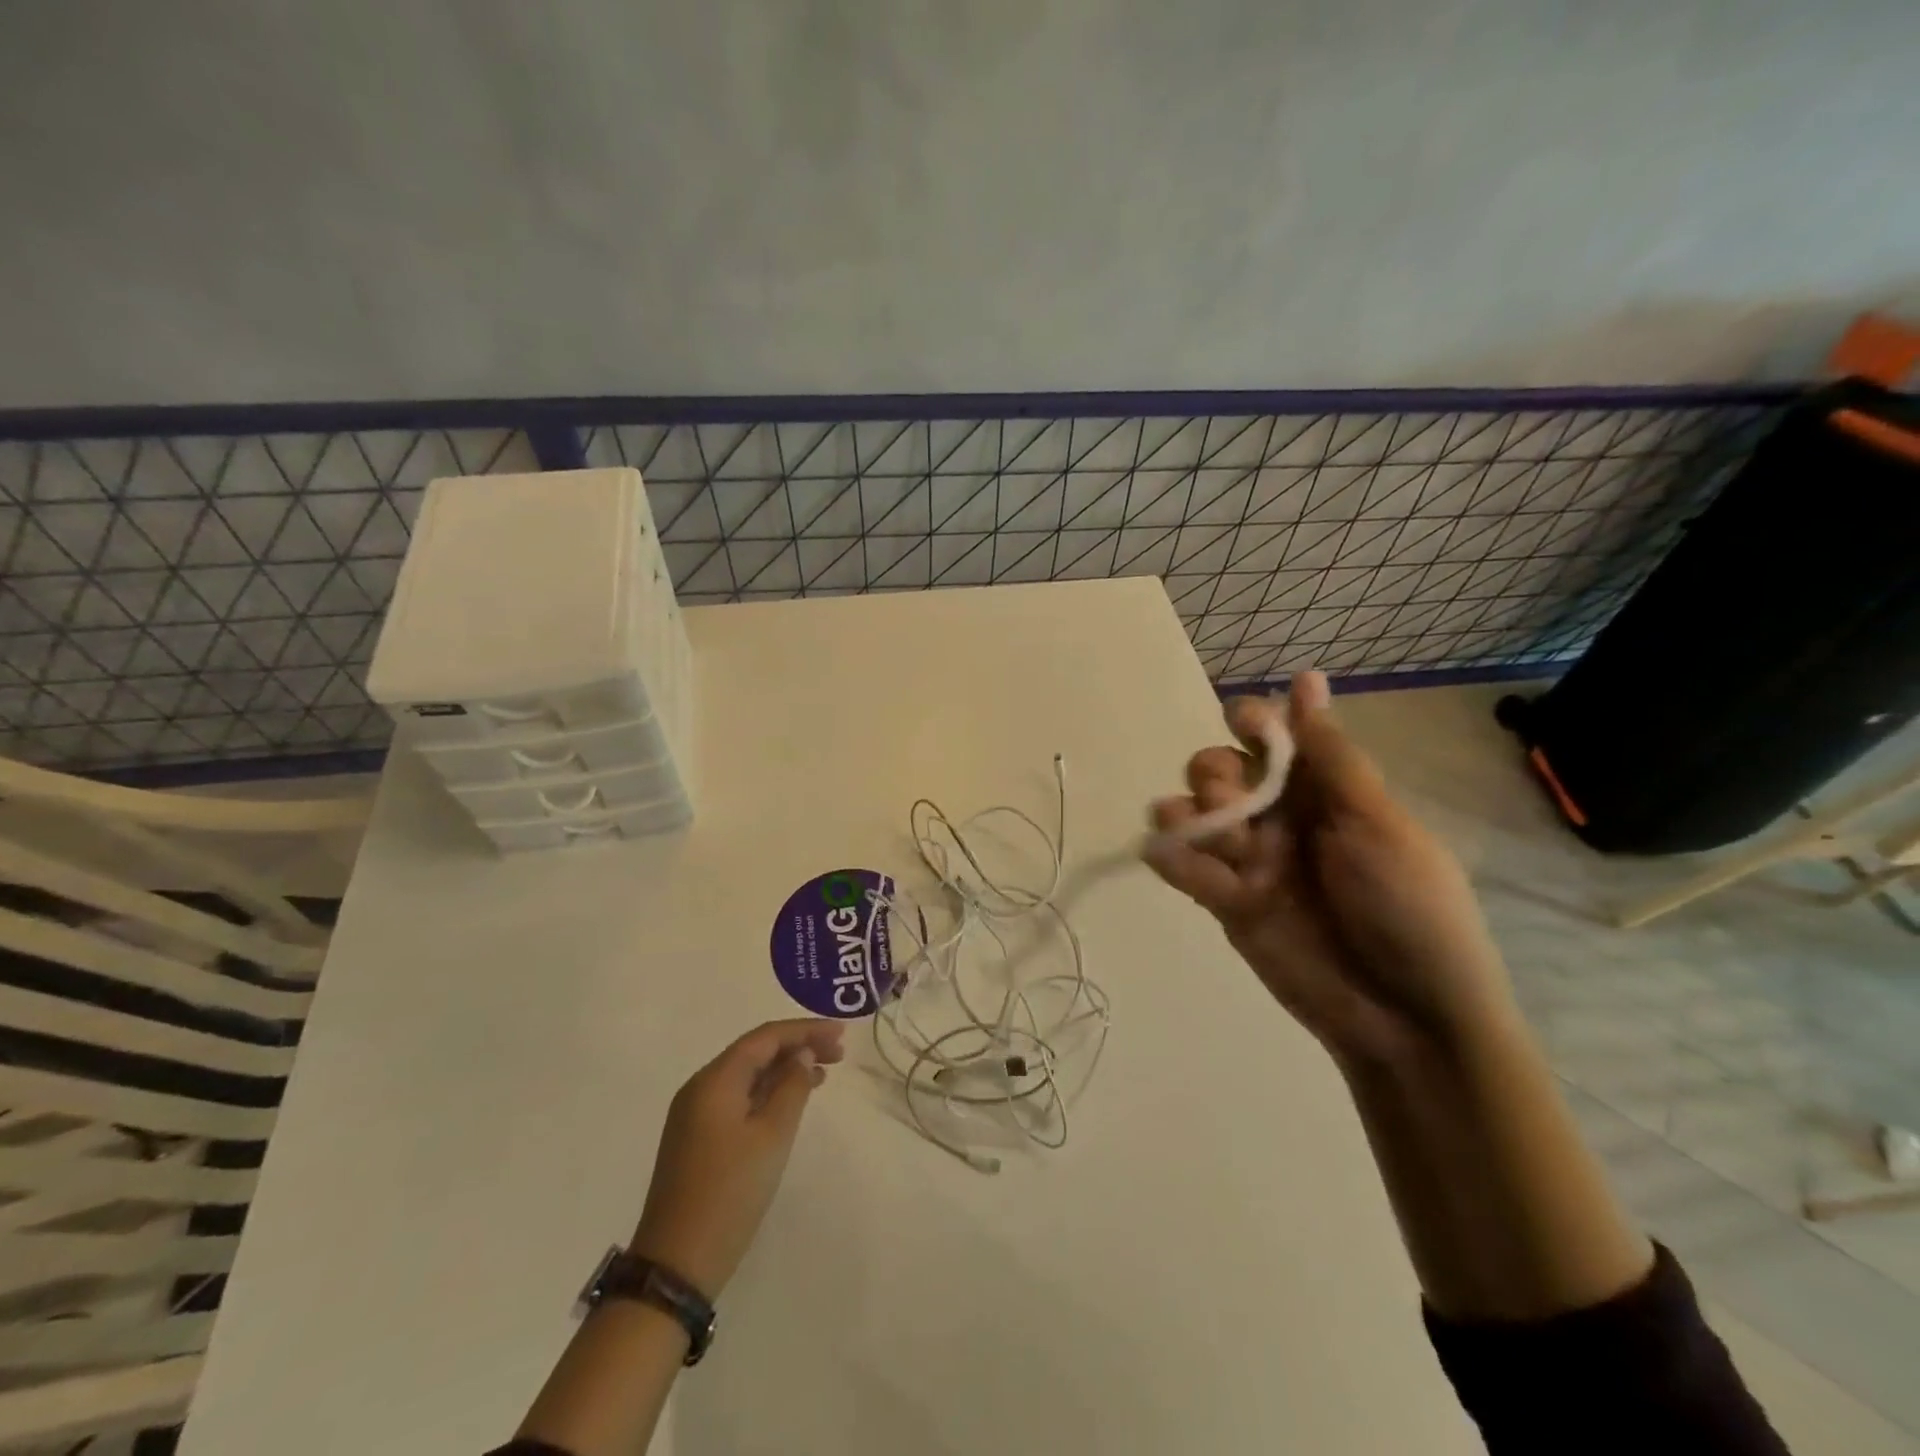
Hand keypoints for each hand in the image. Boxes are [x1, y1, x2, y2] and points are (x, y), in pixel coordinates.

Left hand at [630, 1019, 845, 1298]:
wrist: (677, 1265)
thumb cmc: (730, 1193)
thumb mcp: (772, 1136)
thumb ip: (792, 1086)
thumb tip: (801, 1054)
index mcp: (715, 1080)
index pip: (766, 1037)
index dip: (805, 1030)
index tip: (842, 1033)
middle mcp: (700, 1088)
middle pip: (755, 1052)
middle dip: (797, 1046)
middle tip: (838, 1053)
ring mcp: (695, 1114)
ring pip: (747, 1075)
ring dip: (785, 1069)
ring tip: (823, 1073)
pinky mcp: (697, 1138)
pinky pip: (739, 1098)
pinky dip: (768, 1092)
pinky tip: (792, 1101)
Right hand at [1144, 671, 1514, 1067]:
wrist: (1408, 1017)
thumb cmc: (1409, 908)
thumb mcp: (1375, 823)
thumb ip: (1329, 755)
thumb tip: (1307, 677)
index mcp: (1323, 792)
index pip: (1271, 738)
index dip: (1250, 720)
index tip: (1241, 722)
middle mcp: (1281, 819)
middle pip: (1221, 770)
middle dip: (1215, 774)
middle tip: (1233, 804)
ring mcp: (1251, 862)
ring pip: (1193, 815)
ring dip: (1186, 812)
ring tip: (1201, 833)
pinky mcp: (1227, 904)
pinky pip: (1184, 868)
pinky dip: (1169, 855)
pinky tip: (1164, 852)